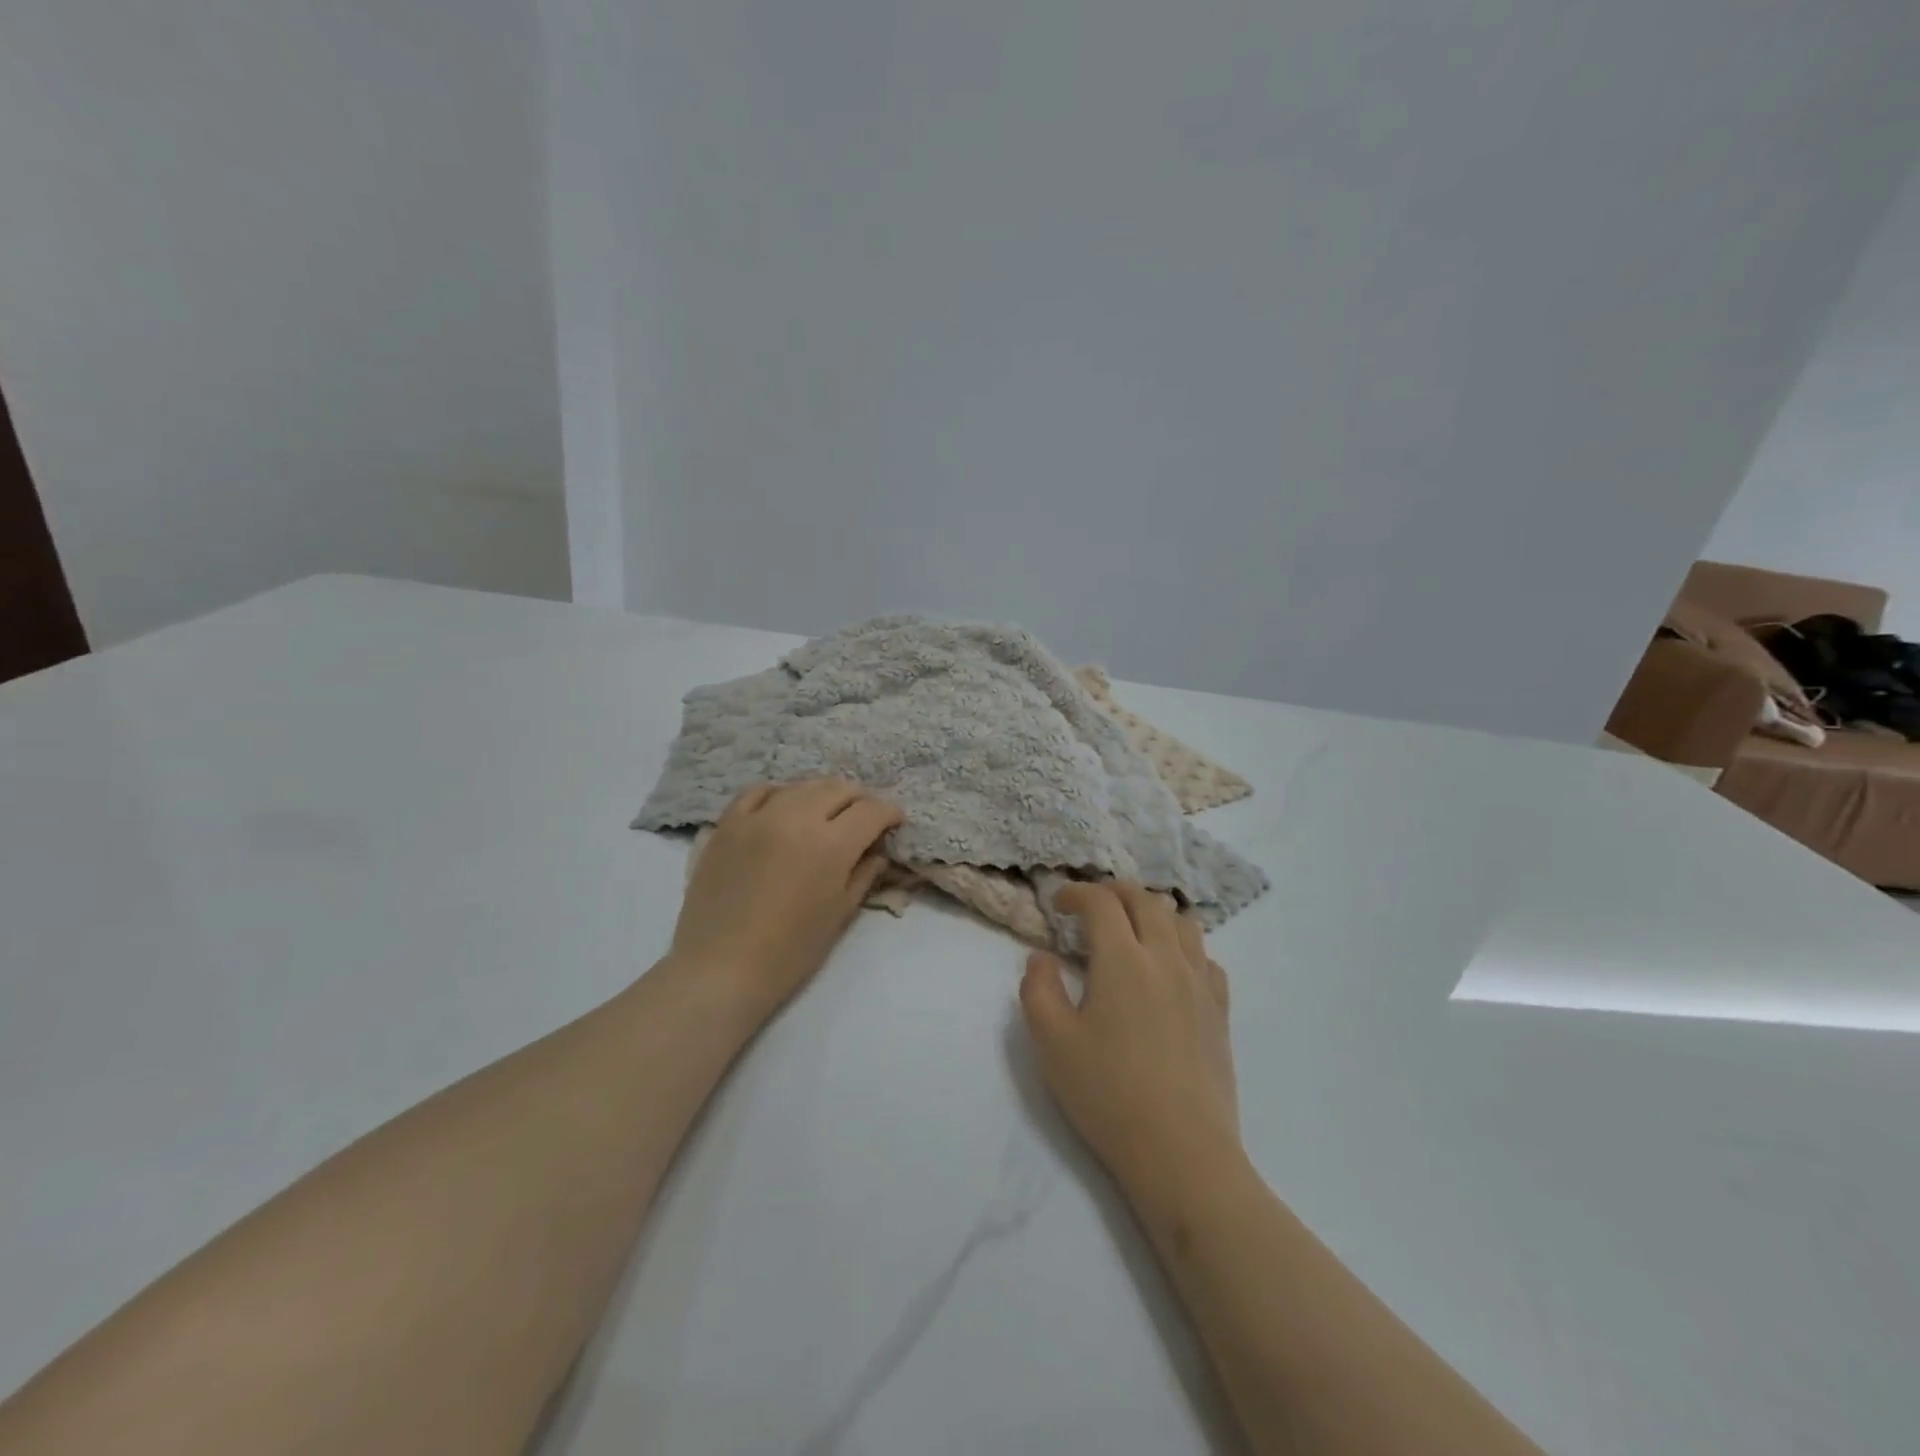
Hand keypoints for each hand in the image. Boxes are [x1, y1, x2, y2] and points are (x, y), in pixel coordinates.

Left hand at [671, 779, 902, 1012]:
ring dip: (823, 795)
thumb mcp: (839, 914)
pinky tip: (784, 807)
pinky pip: (759, 791)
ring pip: (802, 785)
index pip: (871, 811)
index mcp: (832, 844)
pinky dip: (780, 794)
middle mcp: (798, 817)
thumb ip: (864, 874)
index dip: (890, 813)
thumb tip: (878, 852)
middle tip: (863, 819)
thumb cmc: (790, 951)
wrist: (720, 968)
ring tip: (826, 813)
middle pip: (839, 789)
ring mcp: (759, 816)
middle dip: (860, 800)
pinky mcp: (728, 823)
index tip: (894, 823)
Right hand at [1019, 883, 1240, 1193]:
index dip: (1076, 892)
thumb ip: (1039, 989)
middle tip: (1091, 907)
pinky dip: (1183, 947)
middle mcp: (1165, 958)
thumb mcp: (1051, 1043)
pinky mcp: (1220, 1010)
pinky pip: (1206, 957)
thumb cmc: (1107, 1094)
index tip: (1058, 904)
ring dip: (1153, 912)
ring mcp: (1199, 982)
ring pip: (1182, 922)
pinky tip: (1170, 970)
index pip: (1101, 901)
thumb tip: (1042, 957)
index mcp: (1122, 959)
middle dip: (1114, 892)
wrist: (1181, 1151)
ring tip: (1133, 930)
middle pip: (1145, 900)